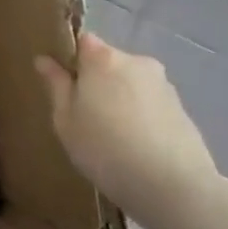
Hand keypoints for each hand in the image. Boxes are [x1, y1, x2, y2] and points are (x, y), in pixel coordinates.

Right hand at [34, 33, 220, 228]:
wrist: (174, 188)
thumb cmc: (105, 149)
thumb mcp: (66, 120)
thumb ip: (56, 85)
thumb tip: (45, 60)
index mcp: (103, 58)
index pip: (82, 41)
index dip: (71, 59)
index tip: (63, 85)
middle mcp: (137, 62)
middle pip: (108, 62)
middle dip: (96, 81)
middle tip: (84, 115)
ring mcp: (164, 85)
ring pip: (130, 84)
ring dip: (119, 99)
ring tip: (112, 136)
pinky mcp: (183, 109)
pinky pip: (150, 103)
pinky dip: (140, 116)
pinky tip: (135, 146)